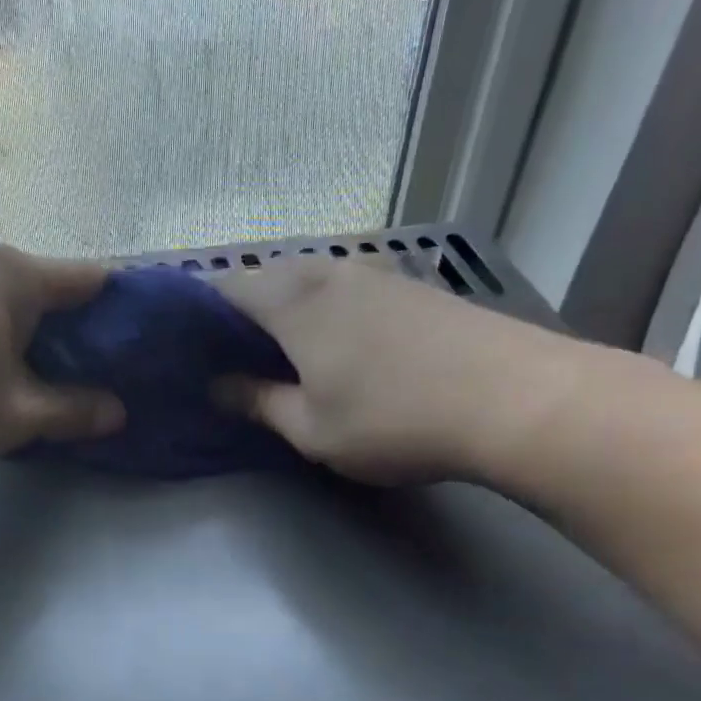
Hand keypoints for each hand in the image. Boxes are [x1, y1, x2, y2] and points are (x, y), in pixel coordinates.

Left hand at [0, 244, 124, 475]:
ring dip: (21, 335)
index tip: (134, 348)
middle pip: (43, 289)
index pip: (91, 280)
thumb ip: (73, 411)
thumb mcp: (14, 418)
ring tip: (26, 381)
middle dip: (70, 332)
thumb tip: (117, 411)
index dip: (121, 312)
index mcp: (13, 276)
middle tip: (84, 380)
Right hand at [215, 257, 585, 484]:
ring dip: (285, 307)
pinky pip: (346, 288)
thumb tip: (219, 387)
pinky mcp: (413, 287)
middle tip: (228, 354)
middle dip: (240, 309)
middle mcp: (330, 272)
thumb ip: (259, 402)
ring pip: (310, 279)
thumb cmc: (393, 419)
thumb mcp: (311, 428)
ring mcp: (376, 274)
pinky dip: (325, 308)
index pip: (225, 287)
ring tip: (277, 350)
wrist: (515, 398)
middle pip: (266, 276)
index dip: (197, 311)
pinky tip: (336, 344)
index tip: (186, 344)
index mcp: (292, 302)